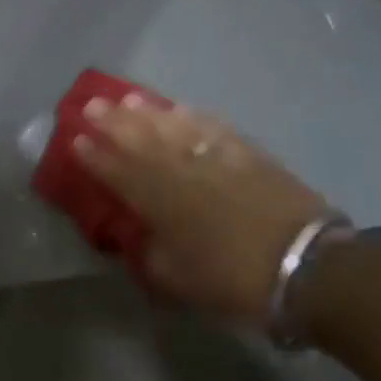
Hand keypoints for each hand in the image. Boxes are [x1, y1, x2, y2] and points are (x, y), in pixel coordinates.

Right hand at [74, 94, 327, 323]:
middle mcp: (178, 170)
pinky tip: (179, 108)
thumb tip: (138, 237)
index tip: (76, 139)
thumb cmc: (234, 280)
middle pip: (138, 139)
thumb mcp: (179, 280)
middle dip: (111, 122)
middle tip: (91, 105)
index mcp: (157, 201)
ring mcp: (212, 156)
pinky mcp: (244, 151)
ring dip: (146, 112)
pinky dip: (191, 116)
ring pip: (170, 125)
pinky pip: (209, 125)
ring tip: (127, 99)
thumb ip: (151, 255)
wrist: (305, 265)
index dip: (94, 156)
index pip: (116, 171)